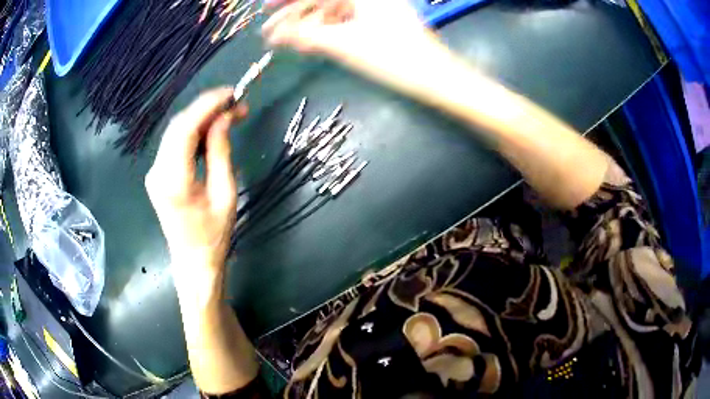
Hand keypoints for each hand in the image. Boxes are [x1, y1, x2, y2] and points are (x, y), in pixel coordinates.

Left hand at [145, 88, 246, 287]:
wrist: (193, 262)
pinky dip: (194, 132)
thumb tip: (224, 118)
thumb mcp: (225, 193)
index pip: (186, 129)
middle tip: (237, 103)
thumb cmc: (214, 235)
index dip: (208, 105)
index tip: (232, 93)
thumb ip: (221, 152)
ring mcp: (155, 172)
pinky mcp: (158, 174)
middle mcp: (157, 172)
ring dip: (202, 118)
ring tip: (230, 114)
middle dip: (207, 108)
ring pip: (176, 131)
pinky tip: (212, 131)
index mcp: (173, 180)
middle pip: (179, 125)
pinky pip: (176, 143)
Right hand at [262, 0, 443, 82]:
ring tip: (290, 41)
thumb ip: (306, 36)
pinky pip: (347, 20)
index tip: (264, 8)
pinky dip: (328, 30)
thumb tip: (273, 35)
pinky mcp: (381, 21)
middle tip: (272, 29)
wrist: (437, 78)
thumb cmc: (394, 58)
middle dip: (296, 13)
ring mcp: (377, 7)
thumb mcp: (345, 45)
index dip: (288, 0)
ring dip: (310, 24)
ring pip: (334, 10)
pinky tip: (313, 41)